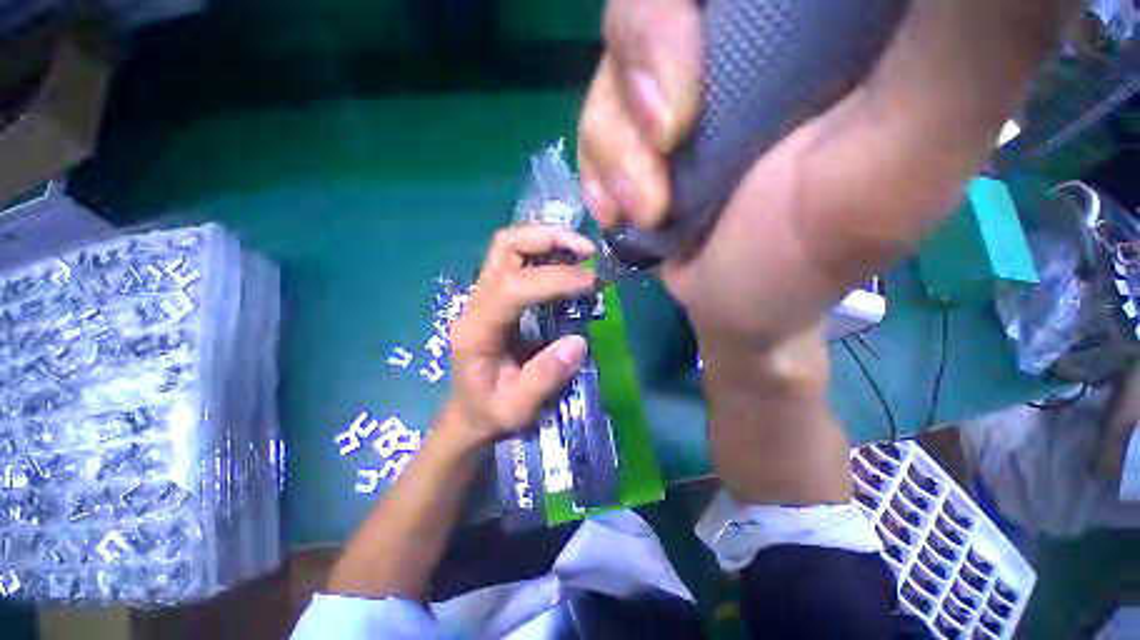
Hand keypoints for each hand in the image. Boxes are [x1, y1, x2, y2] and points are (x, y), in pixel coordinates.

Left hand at [448, 225, 597, 444]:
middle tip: (587, 252)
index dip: (554, 279)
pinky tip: (567, 262)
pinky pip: (516, 259)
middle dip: (548, 239)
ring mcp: (482, 295)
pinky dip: (544, 251)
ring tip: (582, 252)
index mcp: (477, 330)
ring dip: (547, 240)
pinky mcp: (494, 295)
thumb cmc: (491, 411)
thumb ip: (544, 377)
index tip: (590, 284)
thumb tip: (578, 342)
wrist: (469, 412)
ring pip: (508, 246)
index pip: (513, 286)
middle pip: (504, 247)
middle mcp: (475, 303)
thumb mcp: (518, 408)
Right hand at [579, 0, 1074, 348]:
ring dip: (614, 146)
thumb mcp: (893, 170)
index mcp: (829, 24)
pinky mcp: (644, 129)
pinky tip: (619, 212)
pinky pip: (594, 120)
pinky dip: (598, 168)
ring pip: (614, 63)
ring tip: (644, 209)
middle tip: (663, 146)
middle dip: (641, 69)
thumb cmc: (804, 263)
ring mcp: (687, 81)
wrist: (735, 307)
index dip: (694, 9)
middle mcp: (753, 34)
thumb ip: (966, 51)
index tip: (696, 92)